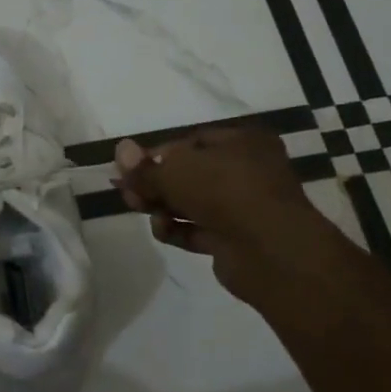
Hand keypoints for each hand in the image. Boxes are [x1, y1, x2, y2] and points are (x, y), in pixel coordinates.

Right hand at [113, 124, 339, 301]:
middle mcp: (246, 171)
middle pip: (189, 174)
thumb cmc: (224, 192)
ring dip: (163, 208)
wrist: (270, 250)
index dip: (157, 155)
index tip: (129, 169)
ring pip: (192, 203)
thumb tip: (120, 149)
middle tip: (127, 194)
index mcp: (242, 142)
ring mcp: (243, 207)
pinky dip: (178, 229)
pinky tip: (162, 230)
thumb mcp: (175, 171)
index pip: (190, 142)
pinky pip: (199, 229)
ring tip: (142, 212)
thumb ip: (144, 167)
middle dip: (155, 184)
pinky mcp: (236, 239)